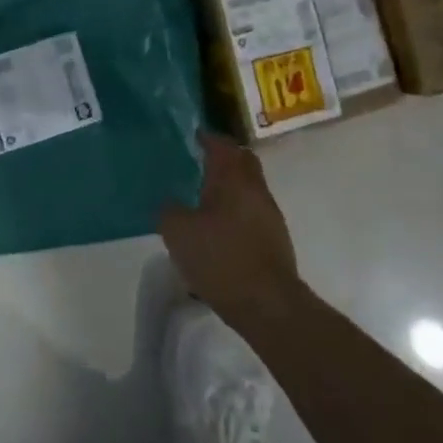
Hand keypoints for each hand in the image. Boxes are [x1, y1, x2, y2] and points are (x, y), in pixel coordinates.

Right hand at [159, 132, 306, 336]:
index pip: (222, 145)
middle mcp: (256, 190)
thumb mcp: (178, 232)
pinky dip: (234, 212)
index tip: (192, 137)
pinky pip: (251, 213)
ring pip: (248, 189)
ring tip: (201, 198)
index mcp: (233, 178)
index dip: (207, 138)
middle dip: (222, 159)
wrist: (268, 305)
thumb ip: (168, 210)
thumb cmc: (221, 258)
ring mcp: (269, 216)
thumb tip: (169, 203)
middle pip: (242, 162)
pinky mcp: (274, 241)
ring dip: (228, 187)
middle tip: (197, 163)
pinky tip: (216, 229)